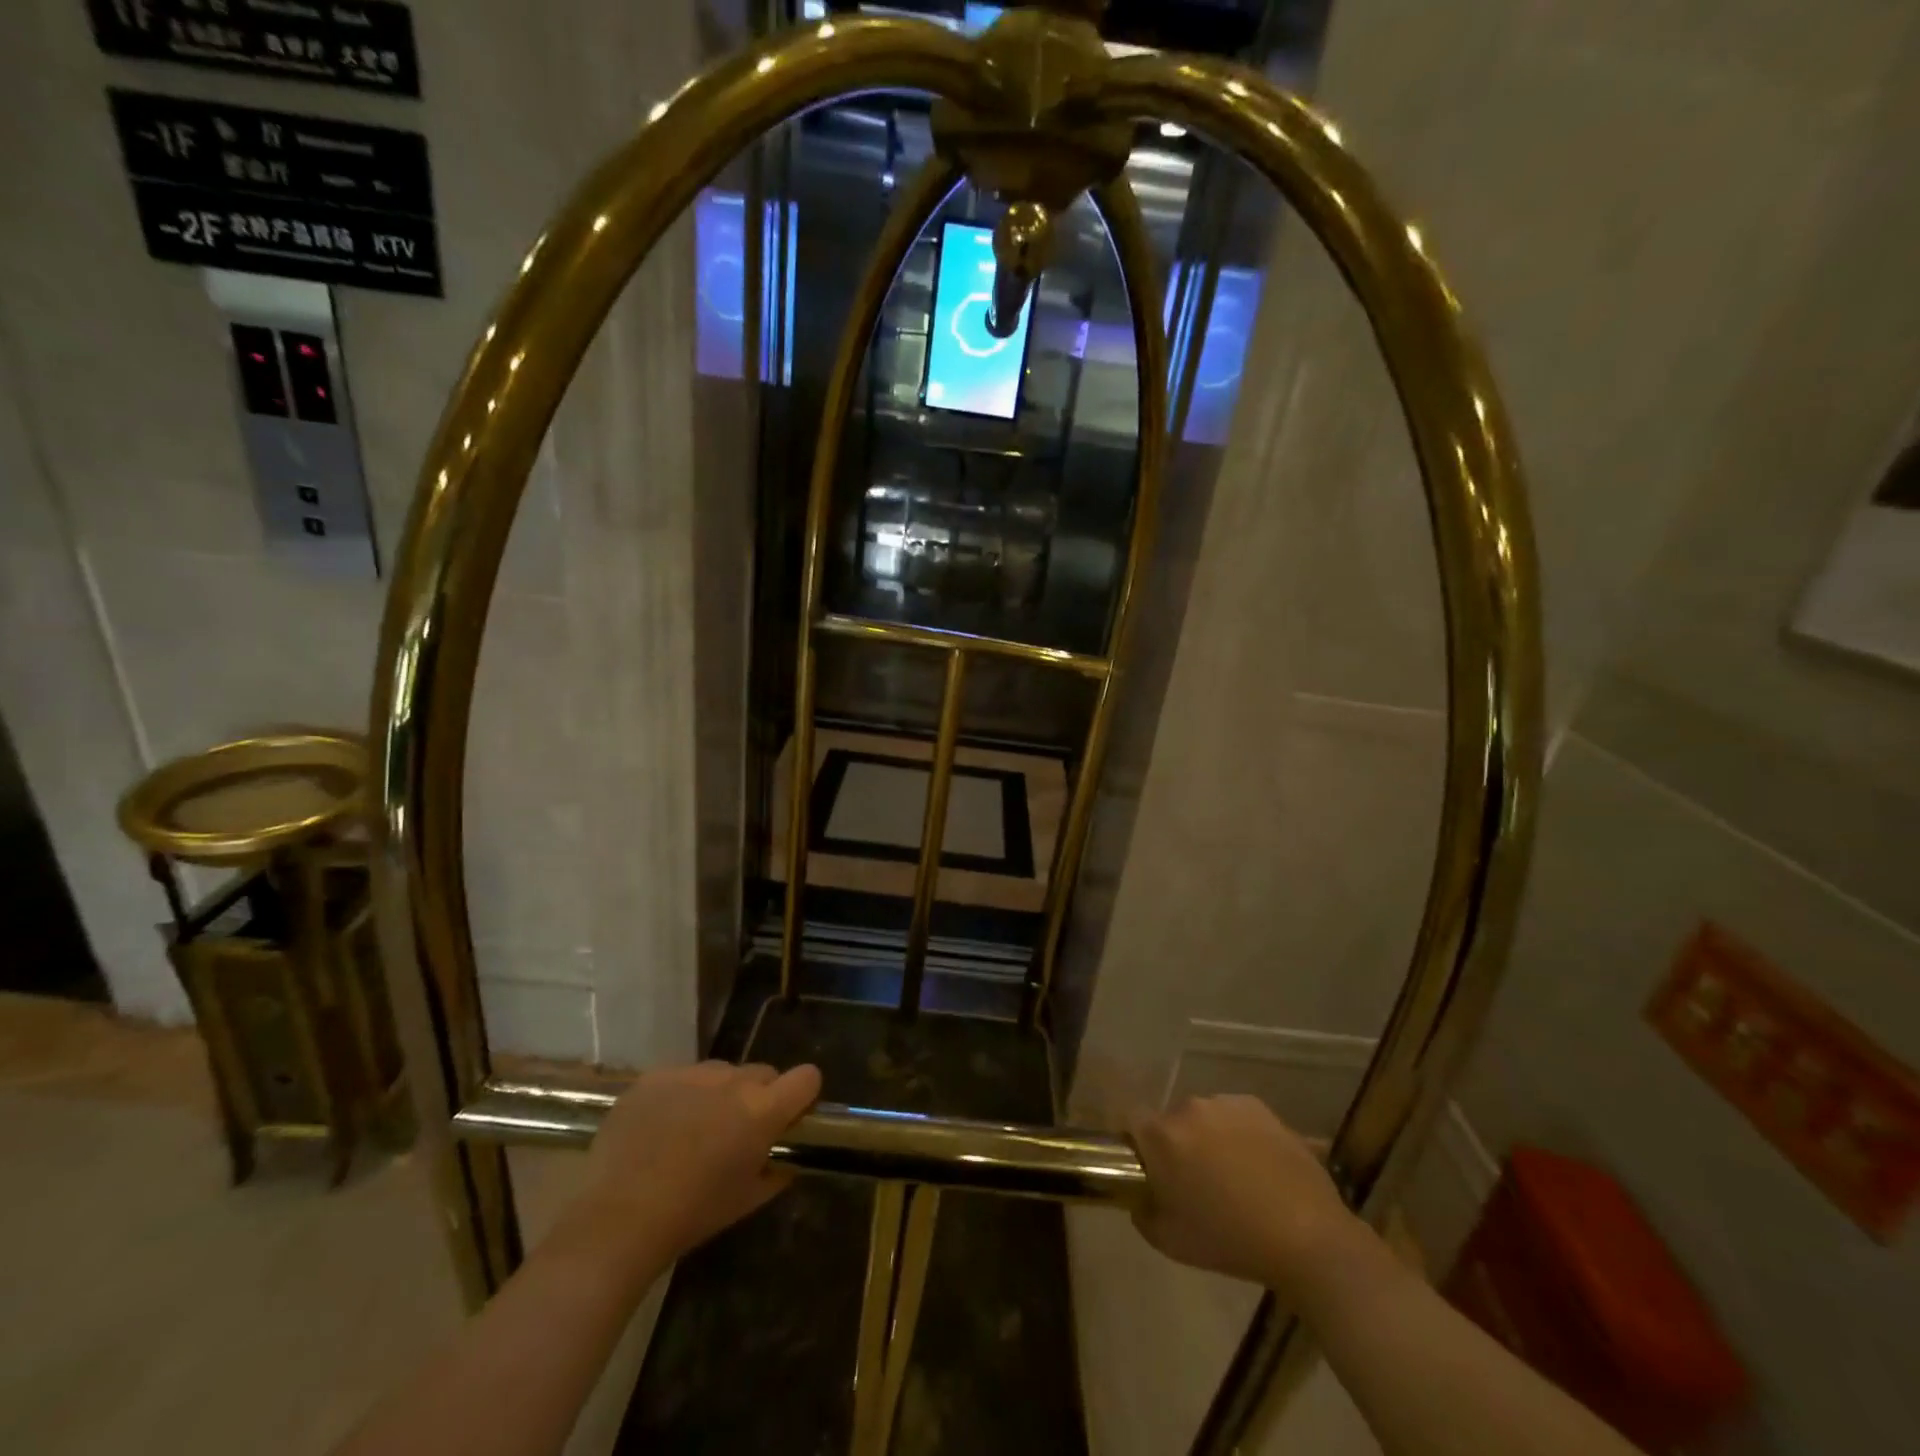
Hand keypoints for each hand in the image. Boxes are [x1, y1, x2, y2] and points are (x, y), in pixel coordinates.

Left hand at [556, 1061, 821, 1281]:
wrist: (617, 1219)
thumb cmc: (692, 1215)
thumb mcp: (747, 1200)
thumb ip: (776, 1171)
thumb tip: (785, 1159)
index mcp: (762, 1110)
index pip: (807, 1077)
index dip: (803, 1095)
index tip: (791, 1115)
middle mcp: (733, 1081)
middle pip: (763, 1072)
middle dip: (758, 1096)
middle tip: (737, 1131)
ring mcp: (692, 1073)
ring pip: (721, 1072)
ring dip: (719, 1093)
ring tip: (692, 1130)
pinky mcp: (656, 1076)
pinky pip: (682, 1077)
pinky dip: (680, 1095)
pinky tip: (660, 1128)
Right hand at [1128, 1094, 1368, 1306]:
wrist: (1307, 1238)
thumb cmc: (1231, 1242)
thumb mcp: (1170, 1242)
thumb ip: (1142, 1212)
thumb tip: (1140, 1196)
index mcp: (1162, 1136)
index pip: (1130, 1121)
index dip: (1133, 1143)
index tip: (1145, 1168)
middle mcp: (1189, 1108)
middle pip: (1170, 1121)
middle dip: (1175, 1145)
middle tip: (1193, 1181)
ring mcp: (1226, 1103)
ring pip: (1202, 1117)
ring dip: (1206, 1138)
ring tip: (1231, 1175)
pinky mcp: (1258, 1106)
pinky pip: (1233, 1115)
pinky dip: (1236, 1133)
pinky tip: (1255, 1166)